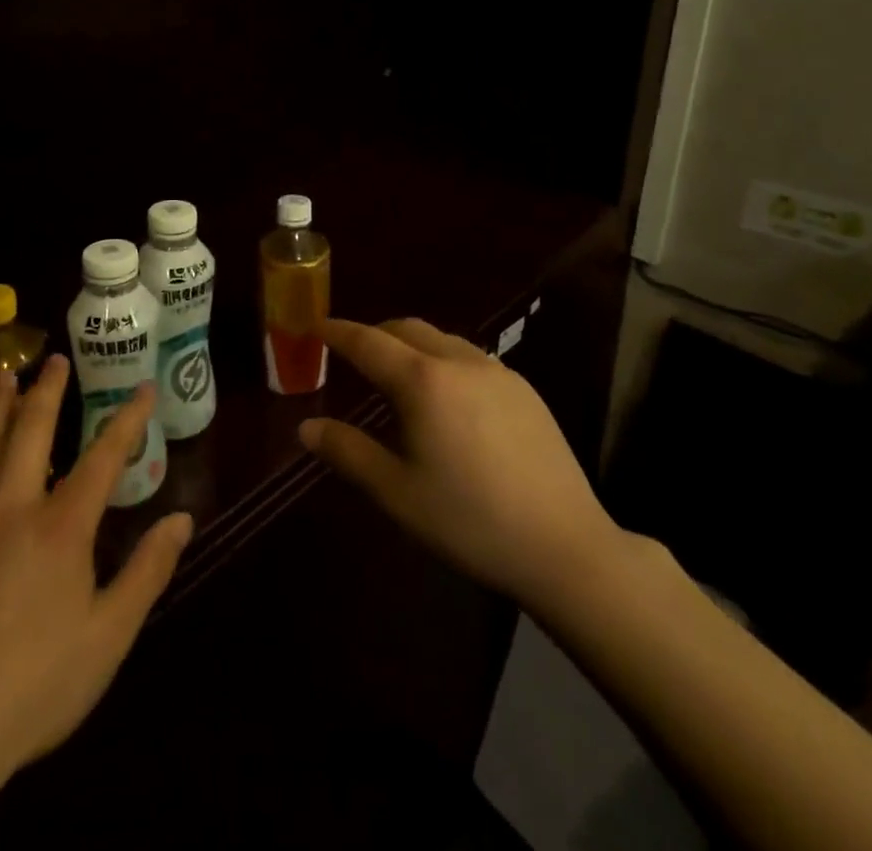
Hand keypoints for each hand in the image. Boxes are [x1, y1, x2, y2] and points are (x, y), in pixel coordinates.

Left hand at [0, 360, 192, 850]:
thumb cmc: (34, 687)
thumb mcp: (108, 637)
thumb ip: (147, 571)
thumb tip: (182, 518)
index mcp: (62, 527)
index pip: (104, 456)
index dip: (128, 419)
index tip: (142, 388)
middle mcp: (12, 507)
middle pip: (33, 431)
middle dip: (48, 391)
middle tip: (54, 359)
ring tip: (4, 375)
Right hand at [299, 318, 620, 605]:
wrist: (564, 545)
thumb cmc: (469, 521)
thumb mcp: (396, 492)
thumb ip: (347, 452)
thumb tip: (306, 427)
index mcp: (423, 381)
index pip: (368, 341)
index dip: (337, 331)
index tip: (315, 326)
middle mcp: (459, 361)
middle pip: (407, 328)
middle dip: (374, 333)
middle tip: (352, 353)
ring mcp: (497, 371)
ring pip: (442, 339)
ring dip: (411, 345)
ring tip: (397, 375)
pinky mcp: (524, 389)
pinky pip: (470, 357)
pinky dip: (443, 360)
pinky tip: (447, 398)